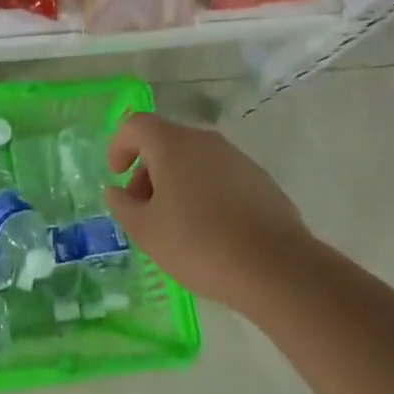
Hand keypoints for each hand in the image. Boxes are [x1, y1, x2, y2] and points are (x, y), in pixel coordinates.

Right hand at [105, 113, 309, 312]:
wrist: (277, 268)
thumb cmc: (199, 244)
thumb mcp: (145, 231)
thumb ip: (122, 205)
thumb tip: (117, 191)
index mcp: (173, 144)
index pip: (136, 125)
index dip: (119, 145)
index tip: (116, 175)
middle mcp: (205, 141)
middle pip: (166, 143)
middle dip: (147, 171)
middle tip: (143, 209)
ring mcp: (237, 159)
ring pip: (195, 161)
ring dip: (177, 183)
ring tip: (176, 225)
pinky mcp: (261, 181)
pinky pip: (221, 178)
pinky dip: (205, 194)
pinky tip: (210, 231)